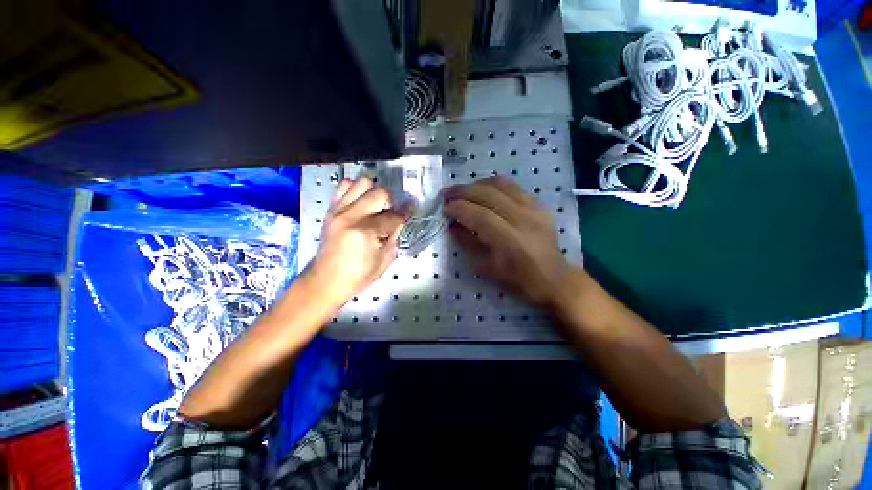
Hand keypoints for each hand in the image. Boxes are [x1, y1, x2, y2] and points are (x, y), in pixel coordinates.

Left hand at [307, 177, 408, 304]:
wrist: (326, 281)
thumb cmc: (358, 275)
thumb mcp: (385, 260)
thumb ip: (395, 236)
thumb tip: (400, 220)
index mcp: (366, 232)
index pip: (394, 216)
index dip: (406, 212)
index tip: (412, 207)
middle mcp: (351, 216)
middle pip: (379, 193)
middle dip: (391, 200)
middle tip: (392, 210)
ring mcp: (338, 211)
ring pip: (362, 183)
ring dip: (374, 191)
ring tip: (376, 205)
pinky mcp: (331, 210)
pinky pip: (344, 187)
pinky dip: (356, 190)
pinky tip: (361, 202)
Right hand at [443, 177, 568, 306]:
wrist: (552, 275)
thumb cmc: (516, 277)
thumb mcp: (486, 266)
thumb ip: (467, 243)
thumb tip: (451, 225)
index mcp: (509, 239)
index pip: (479, 215)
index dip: (458, 208)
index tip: (444, 207)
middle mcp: (522, 218)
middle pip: (488, 194)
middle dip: (462, 191)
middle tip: (446, 193)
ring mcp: (533, 207)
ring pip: (500, 184)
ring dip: (476, 184)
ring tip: (462, 190)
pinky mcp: (538, 203)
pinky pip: (512, 186)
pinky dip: (492, 185)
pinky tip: (482, 189)